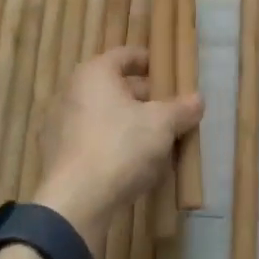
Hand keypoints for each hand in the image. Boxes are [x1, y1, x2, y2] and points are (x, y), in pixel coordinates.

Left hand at [34, 46, 201, 237]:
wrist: (76, 203)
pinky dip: (117, 147)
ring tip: (161, 142)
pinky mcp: (60, 157)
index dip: (151, 62)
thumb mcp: (162, 124)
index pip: (126, 55)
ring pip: (107, 117)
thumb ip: (182, 108)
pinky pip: (96, 142)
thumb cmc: (120, 146)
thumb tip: (198, 100)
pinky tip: (139, 167)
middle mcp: (73, 93)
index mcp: (94, 73)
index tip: (171, 76)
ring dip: (133, 126)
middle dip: (147, 100)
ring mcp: (63, 126)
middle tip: (173, 112)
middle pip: (117, 88)